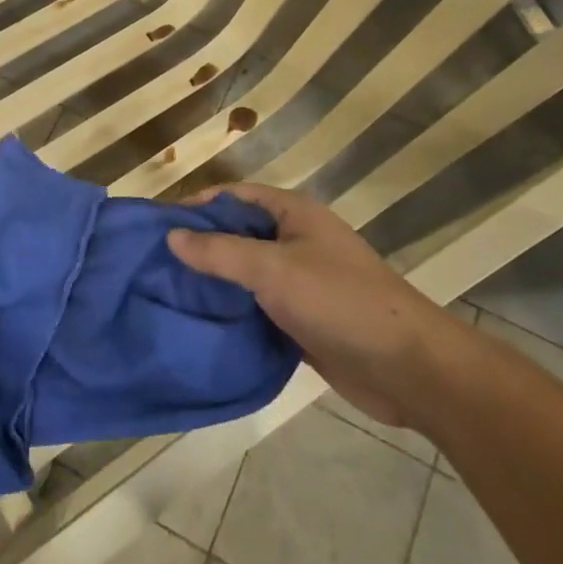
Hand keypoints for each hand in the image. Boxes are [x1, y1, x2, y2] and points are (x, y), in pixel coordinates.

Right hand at [168, 183, 454, 429]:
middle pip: (237, 233)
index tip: (158, 225)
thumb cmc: (339, 301)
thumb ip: (220, 252)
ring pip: (245, 272)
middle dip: (200, 244)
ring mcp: (300, 281)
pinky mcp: (302, 319)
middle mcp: (295, 240)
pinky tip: (201, 322)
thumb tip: (171, 236)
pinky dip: (232, 310)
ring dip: (214, 281)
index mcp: (293, 214)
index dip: (198, 205)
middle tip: (154, 262)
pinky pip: (257, 305)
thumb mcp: (273, 270)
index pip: (235, 196)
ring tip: (167, 292)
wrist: (407, 367)